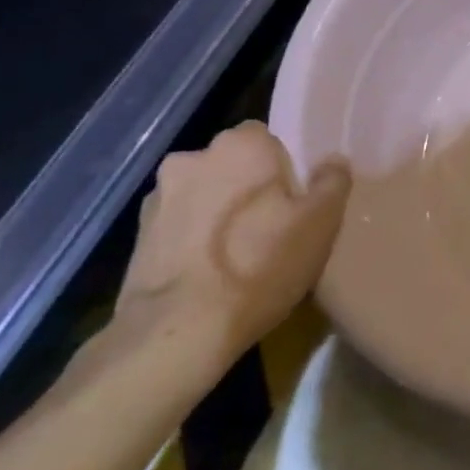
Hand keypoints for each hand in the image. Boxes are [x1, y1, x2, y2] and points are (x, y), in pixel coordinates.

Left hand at [116, 122, 350, 364]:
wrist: (178, 332)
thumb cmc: (261, 265)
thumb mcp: (321, 223)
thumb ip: (333, 181)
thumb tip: (333, 161)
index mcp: (241, 145)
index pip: (268, 138)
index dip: (284, 167)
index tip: (295, 199)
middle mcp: (194, 158)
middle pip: (233, 164)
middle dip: (248, 186)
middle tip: (271, 226)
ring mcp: (158, 197)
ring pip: (203, 193)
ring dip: (217, 211)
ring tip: (237, 254)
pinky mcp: (137, 236)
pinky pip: (179, 225)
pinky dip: (193, 239)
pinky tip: (209, 272)